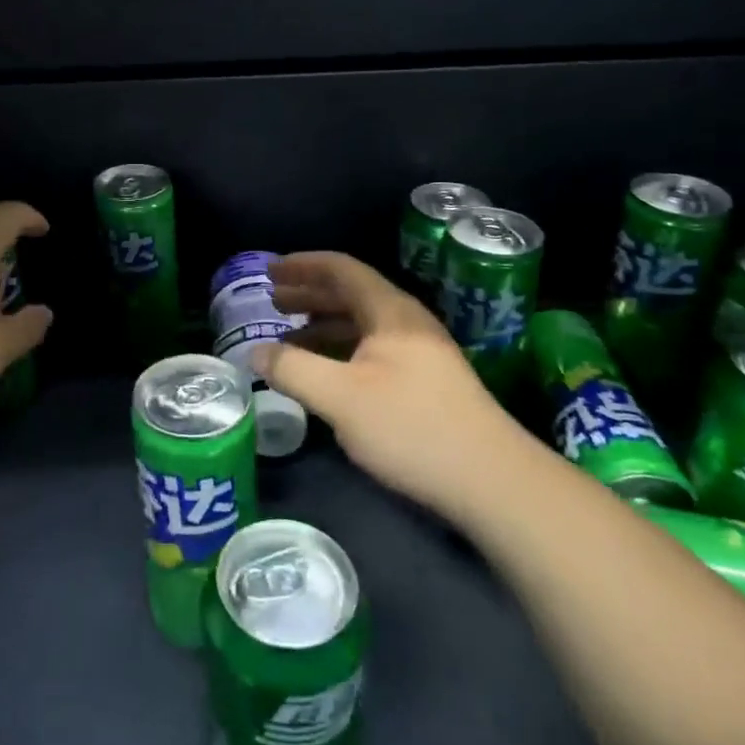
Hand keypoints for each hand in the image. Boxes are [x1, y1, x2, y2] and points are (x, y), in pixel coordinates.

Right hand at [251, 252, 528, 518]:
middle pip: (351, 293)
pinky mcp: (425, 382)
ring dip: (324, 323)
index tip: (270, 270)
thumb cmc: (411, 427)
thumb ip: (292, 370)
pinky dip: (341, 350)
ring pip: (362, 324)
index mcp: (390, 312)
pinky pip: (372, 350)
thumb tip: (254, 353)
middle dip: (309, 293)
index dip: (303, 265)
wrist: (491, 480)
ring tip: (289, 336)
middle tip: (273, 300)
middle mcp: (406, 323)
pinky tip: (326, 373)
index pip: (341, 269)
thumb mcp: (340, 398)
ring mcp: (420, 353)